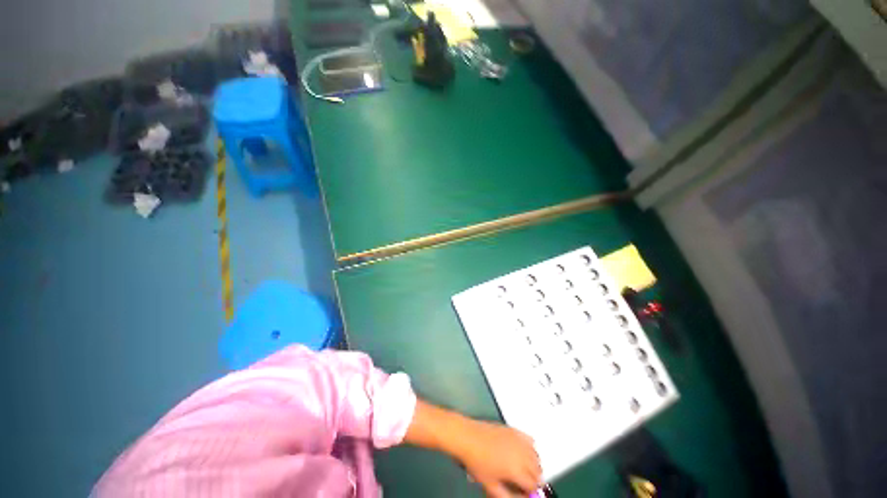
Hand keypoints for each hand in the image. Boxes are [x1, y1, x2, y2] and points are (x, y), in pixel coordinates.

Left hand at [402, 400, 542, 496]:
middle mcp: (521, 448)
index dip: (530, 492)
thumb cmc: (473, 461)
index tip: (522, 494)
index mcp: (518, 465)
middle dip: (531, 477)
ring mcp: (515, 435)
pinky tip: (511, 451)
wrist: (460, 432)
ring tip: (512, 468)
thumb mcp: (489, 485)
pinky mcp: (508, 426)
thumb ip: (506, 496)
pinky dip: (525, 447)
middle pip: (538, 468)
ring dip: (528, 462)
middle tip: (515, 482)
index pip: (535, 483)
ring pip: (534, 453)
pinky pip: (526, 439)